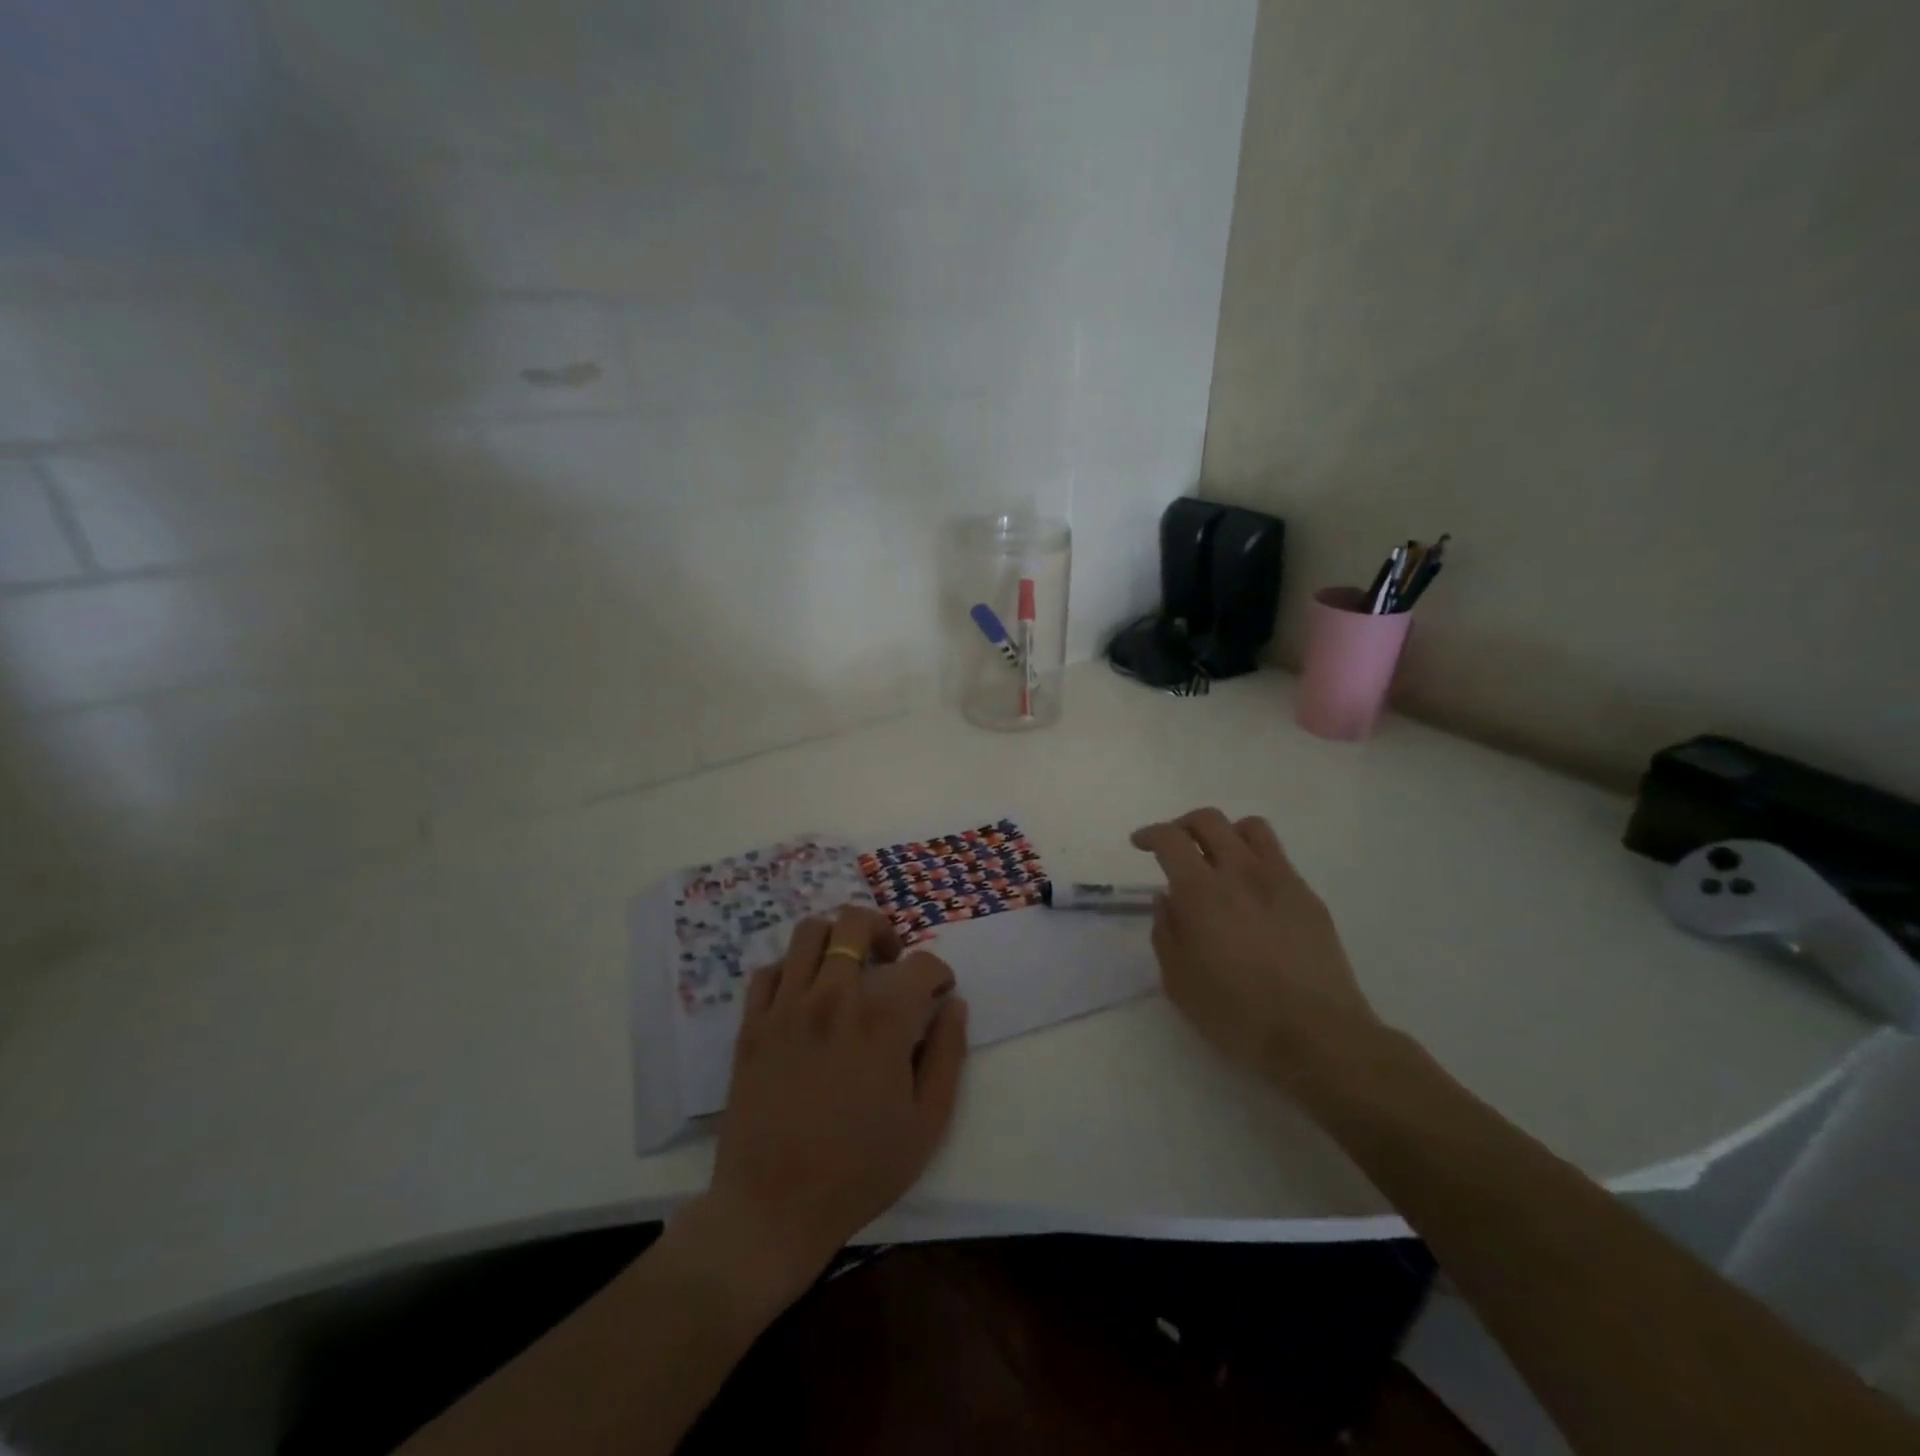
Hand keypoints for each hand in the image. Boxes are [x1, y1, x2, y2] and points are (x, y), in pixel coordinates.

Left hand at [696, 905, 968, 1303]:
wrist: (773, 1209)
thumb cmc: (860, 1170)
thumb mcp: (927, 1123)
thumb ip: (947, 1055)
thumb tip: (953, 1005)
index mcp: (881, 1020)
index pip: (920, 964)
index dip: (939, 973)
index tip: (940, 994)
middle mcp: (832, 997)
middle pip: (855, 922)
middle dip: (883, 930)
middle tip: (891, 961)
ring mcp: (785, 1007)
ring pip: (809, 932)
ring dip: (835, 938)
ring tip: (847, 967)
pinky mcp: (751, 1025)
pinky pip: (769, 971)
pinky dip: (792, 969)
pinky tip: (804, 995)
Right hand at [1132, 808, 1384, 1084]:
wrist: (1317, 1034)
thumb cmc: (1236, 1013)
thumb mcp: (1178, 981)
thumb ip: (1165, 932)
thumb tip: (1166, 900)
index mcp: (1201, 893)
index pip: (1170, 839)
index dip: (1150, 834)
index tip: (1141, 844)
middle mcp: (1240, 873)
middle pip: (1208, 820)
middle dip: (1183, 825)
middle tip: (1174, 846)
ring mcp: (1279, 880)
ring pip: (1250, 827)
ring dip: (1225, 833)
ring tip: (1218, 858)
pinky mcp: (1307, 896)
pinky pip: (1278, 857)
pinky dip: (1255, 859)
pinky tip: (1251, 893)